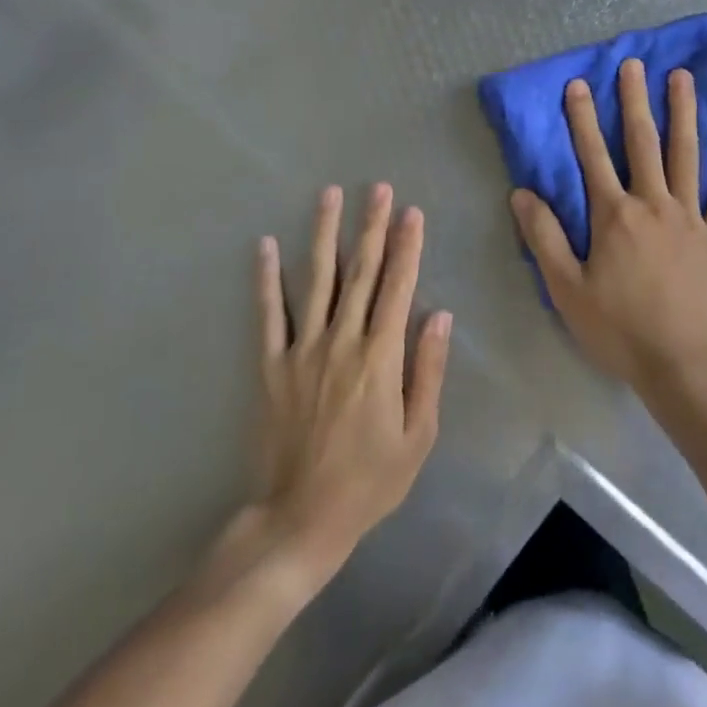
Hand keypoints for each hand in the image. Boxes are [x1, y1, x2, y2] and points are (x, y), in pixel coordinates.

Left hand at [252, 184, 452, 575]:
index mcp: (380, 356)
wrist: (301, 518)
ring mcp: (302, 349)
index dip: (407, 247)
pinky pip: (269, 314)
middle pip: (360, 272)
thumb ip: (428, 370)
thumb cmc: (370, 480)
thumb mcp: (418, 434)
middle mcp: (341, 341)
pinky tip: (267, 245)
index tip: (412, 212)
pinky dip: (267, 278)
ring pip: (317, 280)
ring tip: (329, 194)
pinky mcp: (272, 365)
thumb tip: (439, 314)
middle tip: (378, 188)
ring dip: (325, 234)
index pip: (398, 287)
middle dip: (372, 226)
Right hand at [510, 59, 706, 397]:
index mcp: (614, 216)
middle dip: (635, 101)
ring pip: (687, 155)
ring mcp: (691, 218)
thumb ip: (544, 237)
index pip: (592, 156)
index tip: (578, 84)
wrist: (683, 365)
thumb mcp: (566, 289)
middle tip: (634, 64)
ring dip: (684, 114)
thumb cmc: (619, 329)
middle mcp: (653, 204)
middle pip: (642, 143)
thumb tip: (521, 192)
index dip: (582, 119)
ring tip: (683, 78)